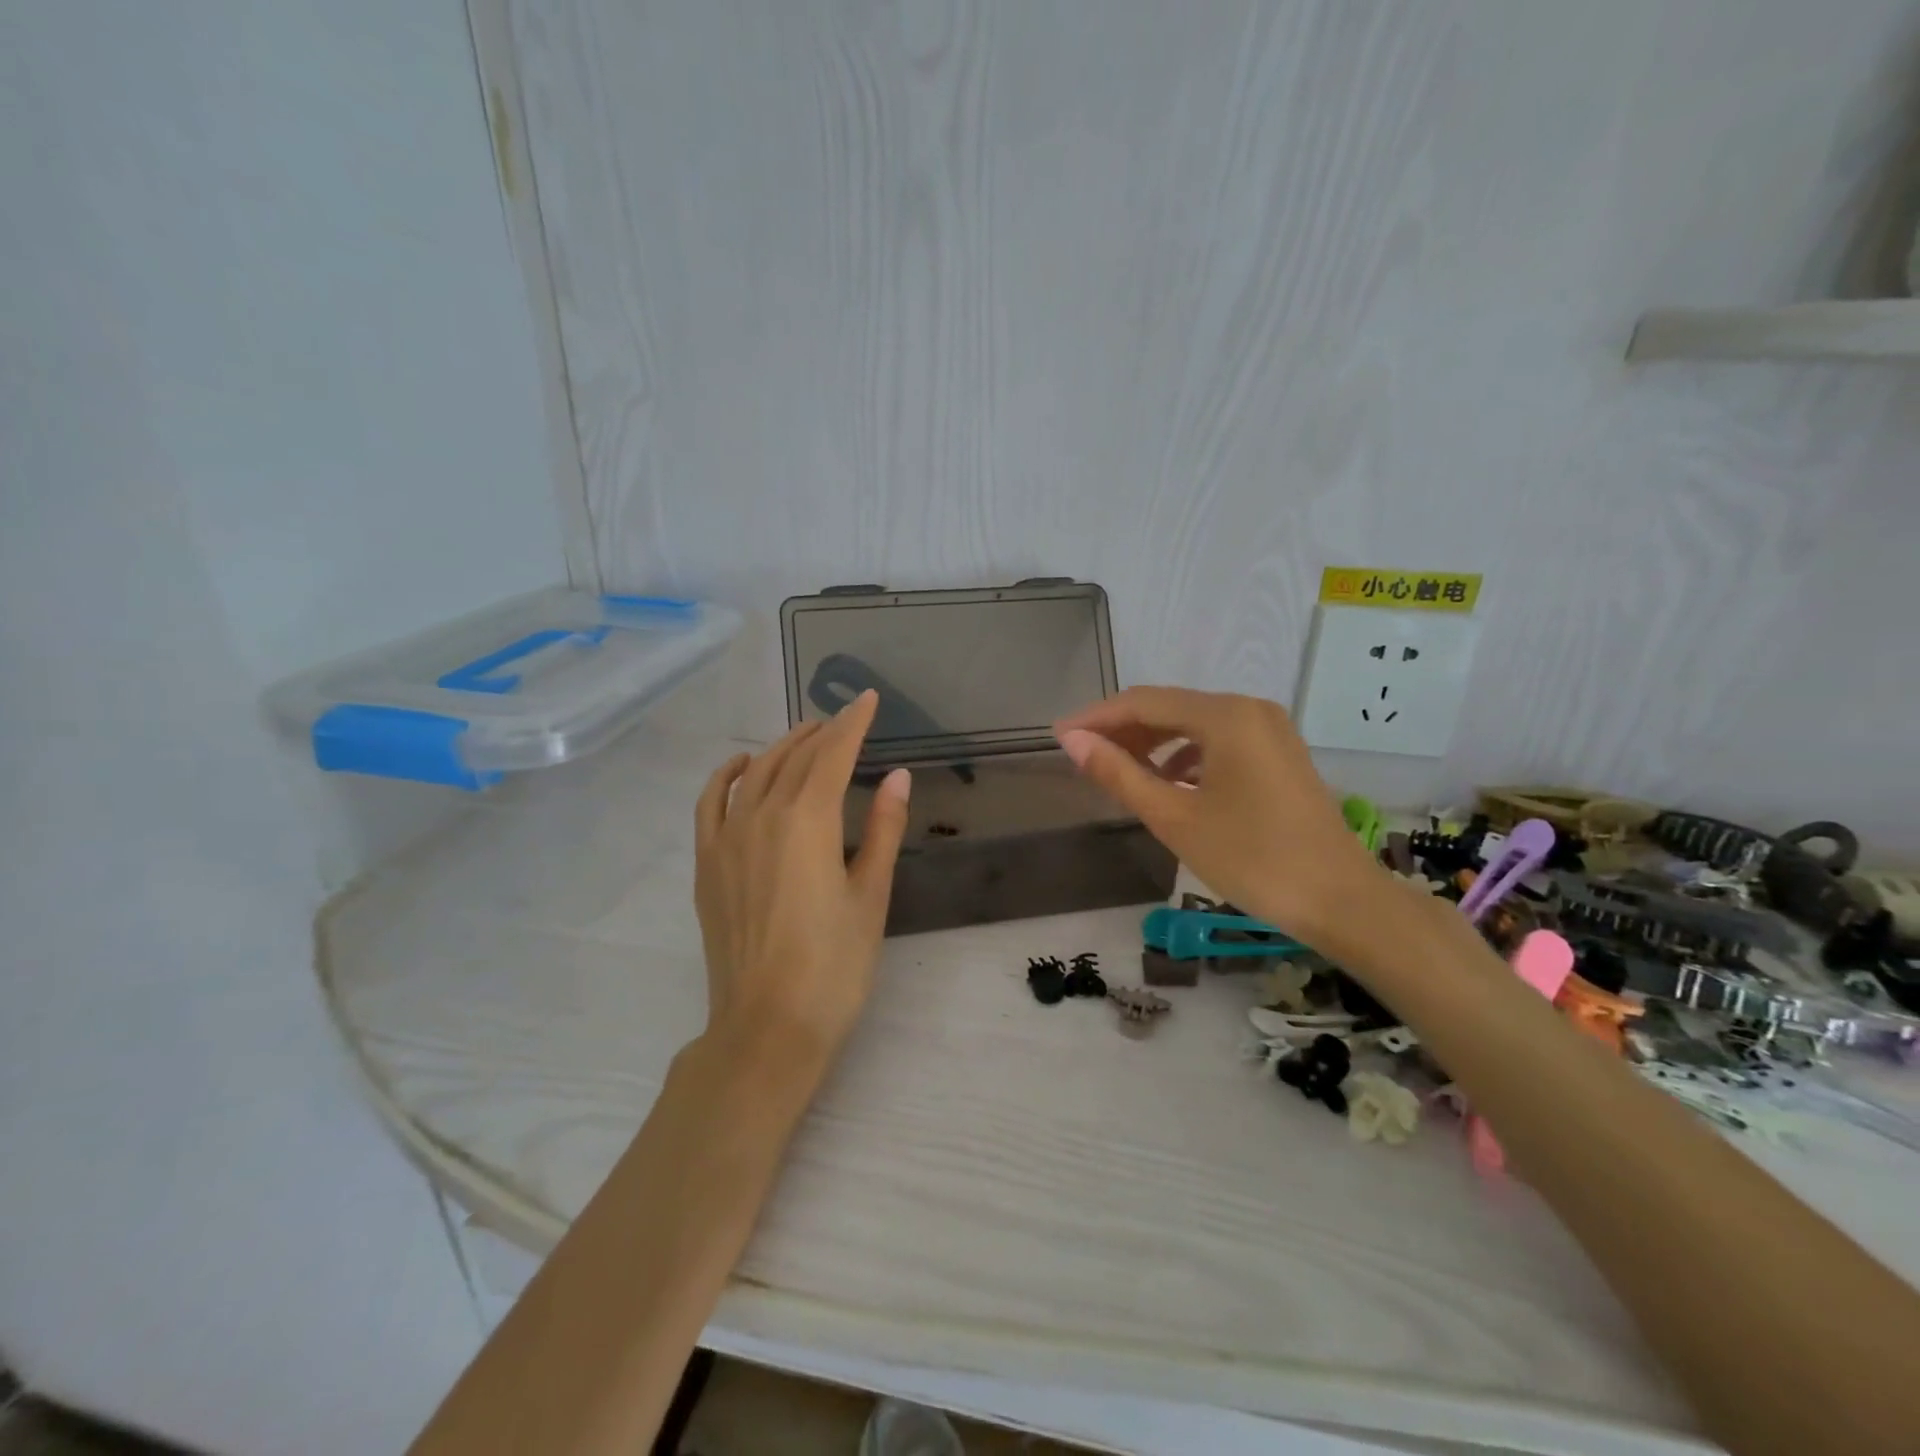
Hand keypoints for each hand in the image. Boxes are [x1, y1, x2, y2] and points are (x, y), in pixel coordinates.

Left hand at [693, 690, 910, 1063]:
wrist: (767, 1028)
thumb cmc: (834, 966)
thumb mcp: (871, 896)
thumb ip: (882, 829)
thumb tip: (896, 776)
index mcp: (808, 821)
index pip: (833, 754)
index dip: (853, 723)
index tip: (868, 699)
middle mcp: (762, 817)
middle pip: (794, 758)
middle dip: (821, 732)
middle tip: (844, 719)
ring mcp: (727, 839)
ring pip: (755, 773)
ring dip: (781, 747)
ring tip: (804, 736)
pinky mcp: (708, 864)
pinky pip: (711, 803)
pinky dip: (726, 776)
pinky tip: (740, 765)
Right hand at [1053, 687, 1383, 946]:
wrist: (1340, 901)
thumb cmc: (1252, 858)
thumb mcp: (1174, 817)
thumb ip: (1120, 774)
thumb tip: (1073, 741)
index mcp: (1225, 716)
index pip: (1143, 702)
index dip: (1097, 718)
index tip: (1059, 736)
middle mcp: (1249, 709)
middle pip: (1169, 708)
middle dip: (1123, 730)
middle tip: (1083, 757)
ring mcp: (1269, 730)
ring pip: (1193, 725)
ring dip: (1152, 743)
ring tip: (1119, 773)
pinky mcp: (1278, 753)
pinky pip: (1217, 741)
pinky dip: (1184, 756)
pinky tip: (1167, 784)